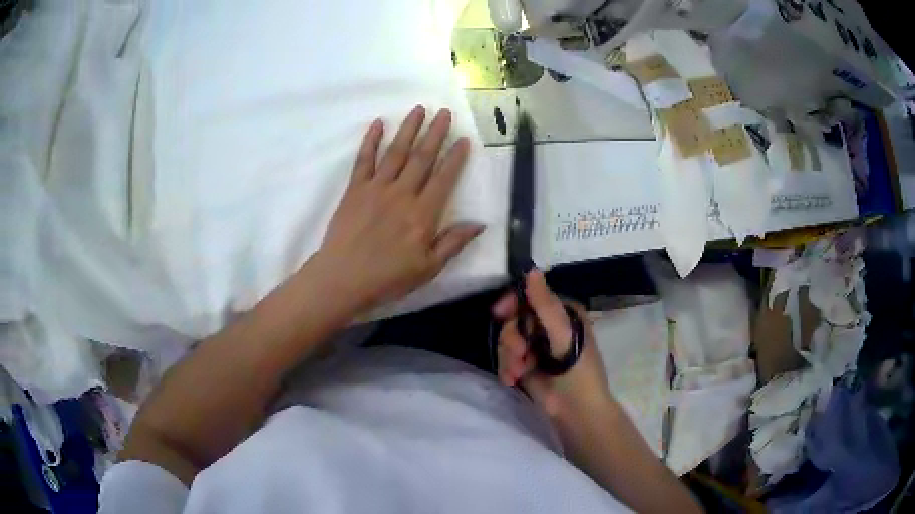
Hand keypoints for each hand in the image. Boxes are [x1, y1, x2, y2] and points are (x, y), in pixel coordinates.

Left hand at [318, 106, 483, 312]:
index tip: (463, 139)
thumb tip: (479, 223)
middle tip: (445, 112)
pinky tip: (378, 124)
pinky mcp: (355, 189)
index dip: (456, 157)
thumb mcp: (428, 269)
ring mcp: (376, 188)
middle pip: (422, 157)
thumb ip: (453, 243)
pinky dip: (370, 140)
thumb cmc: (388, 278)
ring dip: (409, 129)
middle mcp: (402, 193)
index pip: (444, 178)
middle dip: (435, 133)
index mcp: (423, 214)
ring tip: (419, 109)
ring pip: (396, 152)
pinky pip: (364, 160)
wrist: (343, 278)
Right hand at [493, 271, 612, 423]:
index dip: (513, 302)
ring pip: (507, 340)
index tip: (499, 313)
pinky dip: (507, 368)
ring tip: (518, 373)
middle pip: (515, 319)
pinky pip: (505, 358)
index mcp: (563, 312)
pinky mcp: (526, 365)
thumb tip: (531, 270)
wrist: (576, 411)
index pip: (531, 296)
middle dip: (512, 339)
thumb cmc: (578, 371)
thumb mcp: (563, 336)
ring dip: (509, 357)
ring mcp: (536, 346)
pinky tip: (513, 380)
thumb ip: (545, 306)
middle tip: (519, 355)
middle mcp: (548, 326)